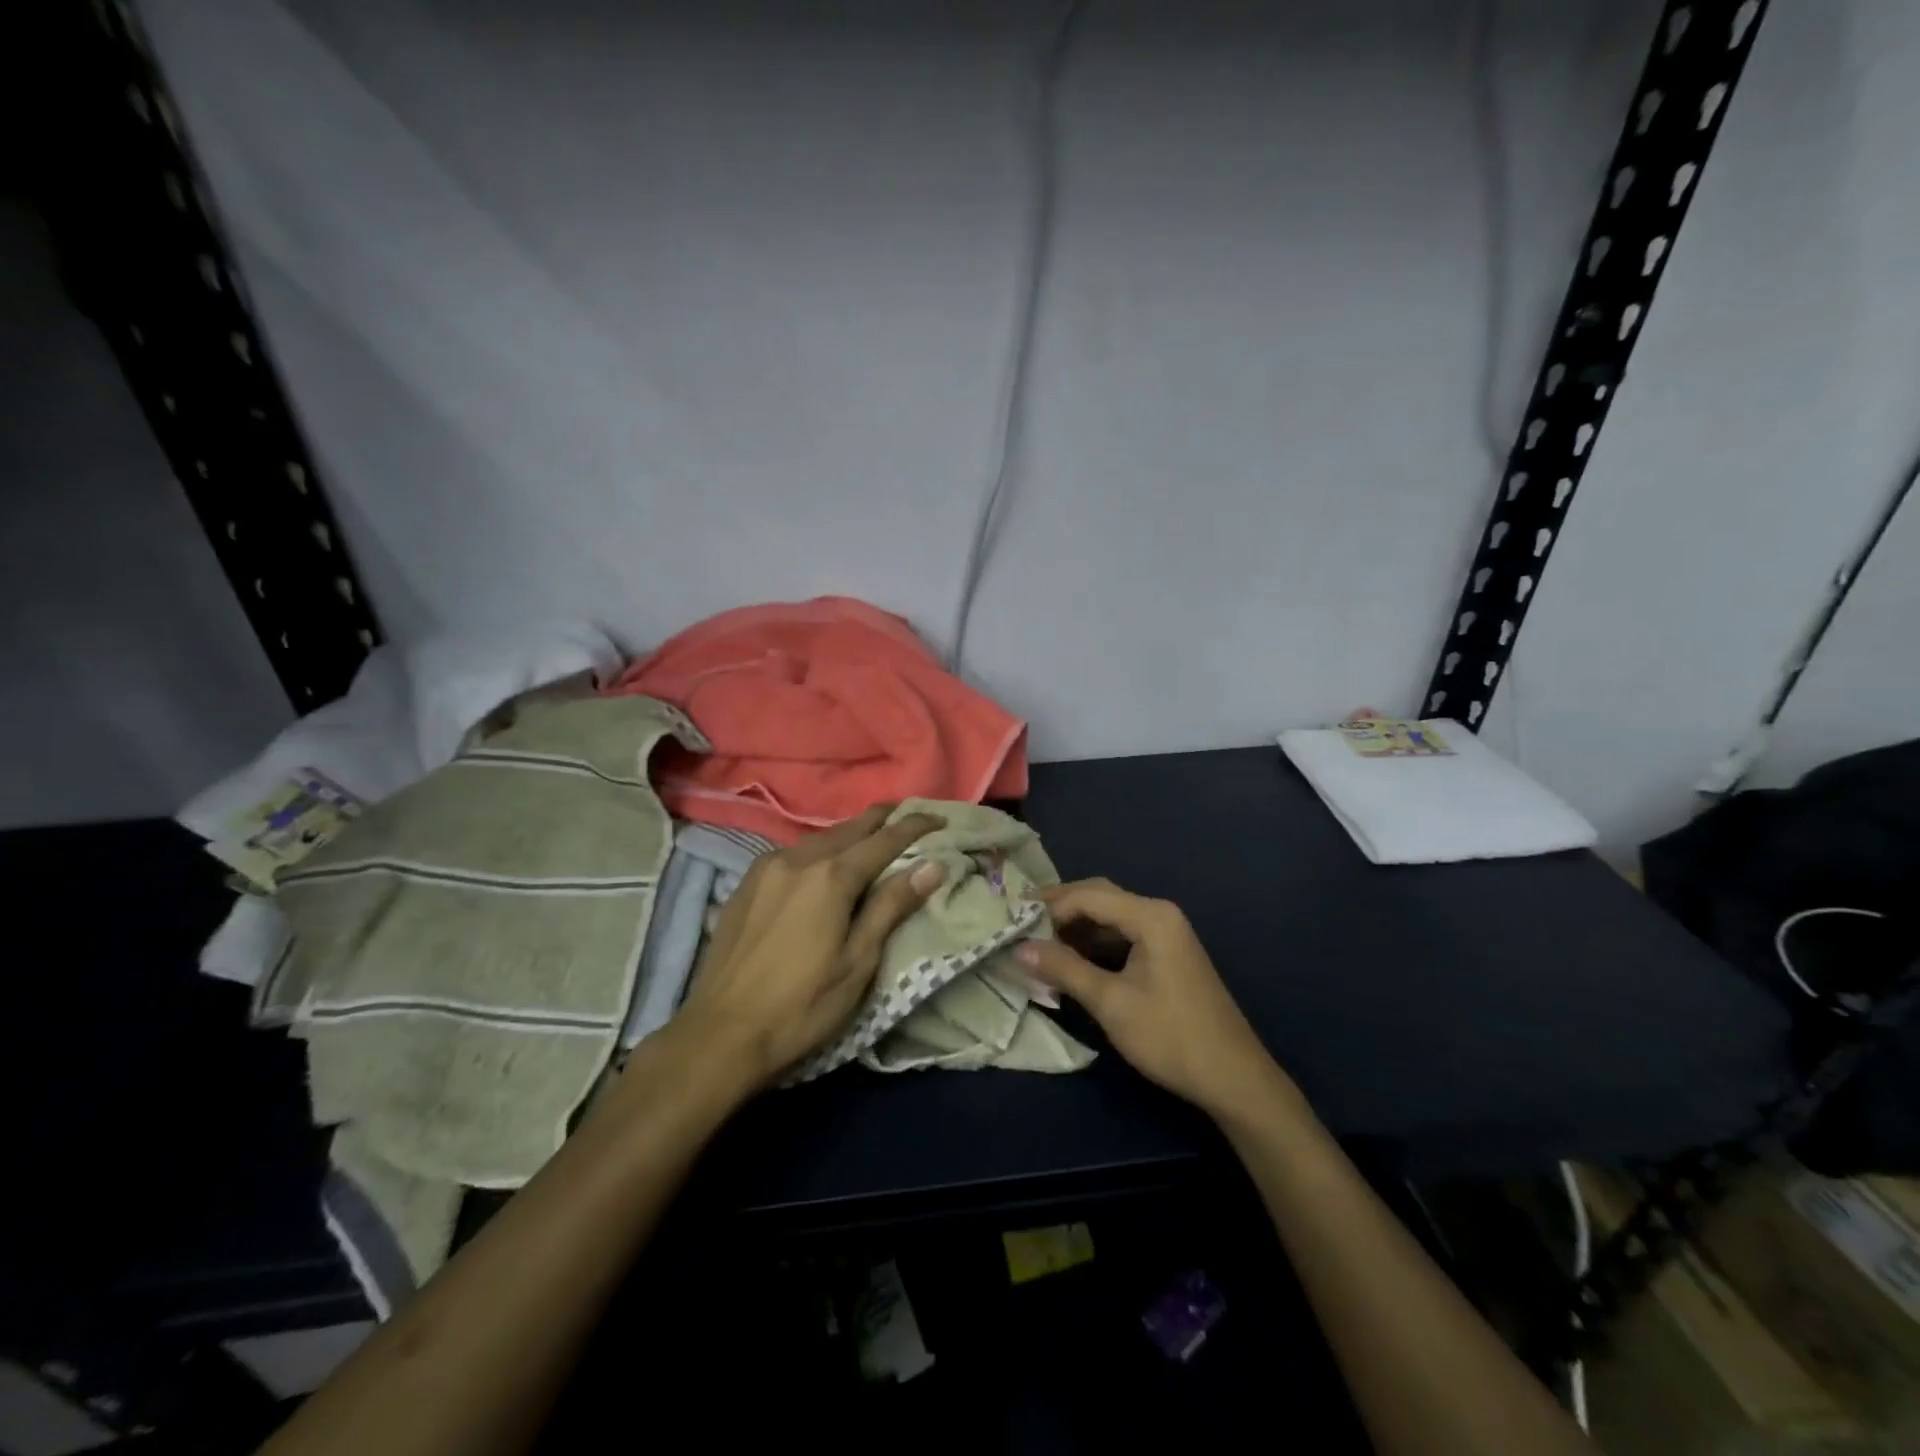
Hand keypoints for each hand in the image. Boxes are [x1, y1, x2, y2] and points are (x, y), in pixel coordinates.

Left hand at [671, 805, 946, 1091]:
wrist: (719, 1034)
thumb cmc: (801, 1006)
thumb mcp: (857, 963)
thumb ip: (891, 907)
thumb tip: (931, 866)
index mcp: (830, 877)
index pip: (884, 840)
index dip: (914, 827)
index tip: (938, 819)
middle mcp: (798, 859)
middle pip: (850, 828)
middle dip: (883, 819)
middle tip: (910, 816)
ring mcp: (767, 867)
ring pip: (820, 838)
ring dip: (851, 833)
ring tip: (874, 837)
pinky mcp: (747, 883)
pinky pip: (795, 852)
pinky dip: (821, 848)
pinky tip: (826, 861)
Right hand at [1016, 878, 1291, 1121]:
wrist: (1234, 1079)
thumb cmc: (1171, 1036)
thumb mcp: (1111, 1003)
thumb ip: (1064, 969)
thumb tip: (1020, 949)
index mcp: (1151, 916)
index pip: (1088, 896)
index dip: (1049, 907)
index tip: (1013, 923)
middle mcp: (1159, 914)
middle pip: (1100, 898)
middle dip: (1060, 910)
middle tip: (1021, 925)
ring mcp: (1166, 935)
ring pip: (1110, 918)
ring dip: (1076, 928)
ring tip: (1038, 944)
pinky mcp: (1167, 956)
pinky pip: (1123, 936)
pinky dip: (1094, 945)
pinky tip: (1071, 961)